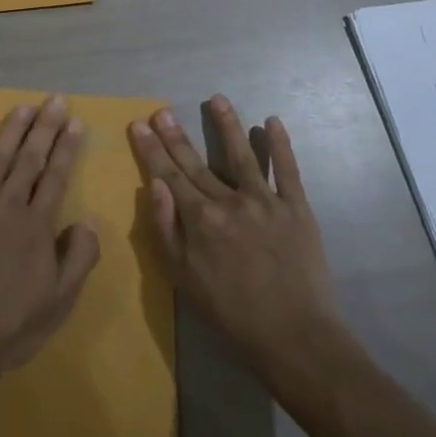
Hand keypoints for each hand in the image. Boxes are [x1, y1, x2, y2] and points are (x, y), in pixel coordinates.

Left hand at [0, 97, 101, 389]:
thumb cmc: (12, 323)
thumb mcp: (61, 300)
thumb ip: (79, 257)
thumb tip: (87, 219)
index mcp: (38, 224)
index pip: (56, 176)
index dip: (67, 148)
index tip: (76, 122)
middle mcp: (9, 204)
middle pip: (30, 158)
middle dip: (45, 127)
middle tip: (55, 101)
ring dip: (12, 129)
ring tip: (24, 107)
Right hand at [129, 96, 351, 384]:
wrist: (295, 337)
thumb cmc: (231, 313)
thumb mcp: (184, 278)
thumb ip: (166, 229)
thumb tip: (154, 185)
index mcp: (200, 218)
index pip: (169, 175)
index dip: (151, 149)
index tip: (139, 124)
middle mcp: (229, 201)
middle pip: (197, 162)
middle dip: (176, 135)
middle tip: (162, 110)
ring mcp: (265, 201)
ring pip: (242, 155)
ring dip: (227, 125)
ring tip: (216, 99)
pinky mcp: (296, 208)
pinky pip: (287, 170)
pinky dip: (280, 145)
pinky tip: (272, 122)